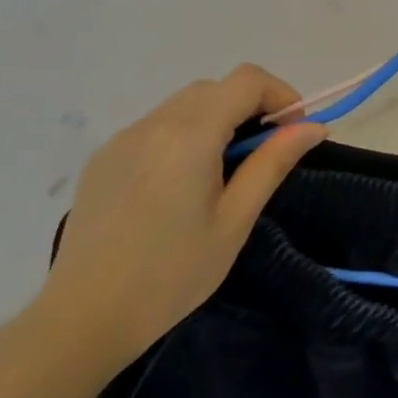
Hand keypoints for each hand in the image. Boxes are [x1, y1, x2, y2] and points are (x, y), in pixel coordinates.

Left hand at [29, 68, 325, 373]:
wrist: (84, 317)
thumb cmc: (172, 273)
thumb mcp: (235, 220)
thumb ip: (273, 163)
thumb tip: (313, 127)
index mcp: (190, 136)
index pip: (247, 80)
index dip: (280, 96)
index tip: (293, 133)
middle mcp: (153, 124)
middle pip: (216, 88)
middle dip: (251, 107)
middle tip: (264, 155)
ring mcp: (123, 139)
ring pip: (184, 104)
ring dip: (217, 119)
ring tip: (224, 172)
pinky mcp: (103, 158)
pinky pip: (156, 126)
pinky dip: (184, 135)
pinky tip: (180, 184)